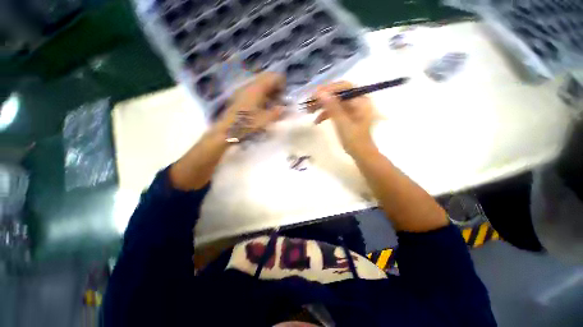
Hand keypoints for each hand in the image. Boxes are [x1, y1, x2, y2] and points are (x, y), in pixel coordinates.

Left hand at [215, 72, 284, 141]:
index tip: (285, 95)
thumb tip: (284, 108)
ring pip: (259, 84)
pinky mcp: (240, 96)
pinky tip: (263, 105)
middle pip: (265, 78)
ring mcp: (243, 90)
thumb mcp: (265, 120)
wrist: (228, 129)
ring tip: (273, 103)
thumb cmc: (247, 124)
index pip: (272, 77)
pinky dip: (261, 94)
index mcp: (257, 88)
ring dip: (268, 90)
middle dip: (275, 86)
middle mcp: (249, 85)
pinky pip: (254, 90)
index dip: (281, 83)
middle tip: (280, 99)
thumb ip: (277, 112)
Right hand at [310, 81, 376, 155]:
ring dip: (322, 106)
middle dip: (323, 98)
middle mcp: (358, 101)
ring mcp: (352, 108)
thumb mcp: (342, 123)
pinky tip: (317, 121)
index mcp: (361, 100)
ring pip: (334, 102)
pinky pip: (335, 110)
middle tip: (309, 103)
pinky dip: (326, 114)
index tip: (314, 94)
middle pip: (338, 94)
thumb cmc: (354, 140)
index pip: (344, 87)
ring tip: (309, 111)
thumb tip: (320, 93)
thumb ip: (332, 107)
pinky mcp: (347, 115)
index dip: (328, 89)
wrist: (360, 154)